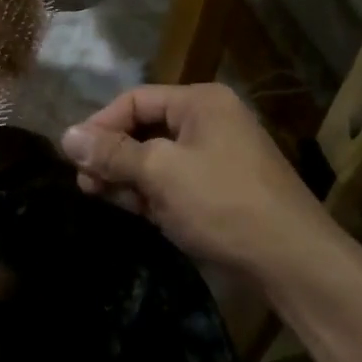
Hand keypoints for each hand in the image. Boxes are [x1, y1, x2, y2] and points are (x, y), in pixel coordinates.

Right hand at [59, 84, 338, 277]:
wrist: (294, 262)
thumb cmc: (223, 204)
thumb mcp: (161, 173)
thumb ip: (113, 153)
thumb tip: (67, 136)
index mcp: (201, 102)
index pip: (136, 100)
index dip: (101, 124)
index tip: (73, 155)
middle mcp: (211, 120)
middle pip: (146, 128)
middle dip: (113, 155)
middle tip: (86, 184)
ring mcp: (220, 156)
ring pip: (159, 158)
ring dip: (130, 177)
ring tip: (104, 199)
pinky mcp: (224, 188)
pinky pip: (177, 180)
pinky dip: (154, 194)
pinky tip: (139, 213)